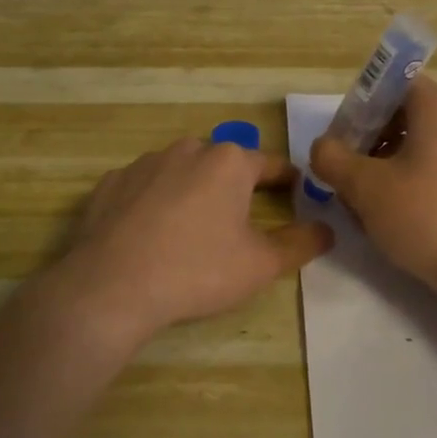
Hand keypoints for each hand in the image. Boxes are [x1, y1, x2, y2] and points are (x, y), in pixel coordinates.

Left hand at [60, 138, 332, 345]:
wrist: (111, 287)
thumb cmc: (197, 270)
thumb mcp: (261, 264)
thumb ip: (300, 244)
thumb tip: (326, 230)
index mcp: (229, 162)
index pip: (271, 164)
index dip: (287, 180)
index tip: (295, 194)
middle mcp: (188, 150)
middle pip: (223, 163)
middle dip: (236, 185)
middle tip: (240, 218)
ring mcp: (144, 163)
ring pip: (181, 171)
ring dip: (193, 190)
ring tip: (193, 228)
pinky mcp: (110, 183)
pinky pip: (144, 187)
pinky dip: (153, 202)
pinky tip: (150, 233)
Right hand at [310, 77, 436, 300]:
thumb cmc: (423, 216)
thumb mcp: (364, 186)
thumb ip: (332, 158)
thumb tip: (324, 147)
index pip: (394, 83)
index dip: (362, 103)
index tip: (343, 135)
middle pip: (404, 113)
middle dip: (369, 137)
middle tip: (345, 168)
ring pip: (416, 141)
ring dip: (384, 160)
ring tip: (362, 196)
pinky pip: (433, 163)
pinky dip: (407, 176)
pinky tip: (390, 210)